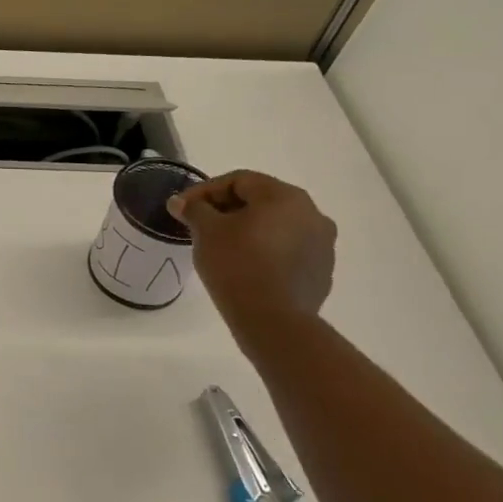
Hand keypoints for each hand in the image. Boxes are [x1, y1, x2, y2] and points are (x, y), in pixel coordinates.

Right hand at [171, 171, 336, 334]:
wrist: (273, 320)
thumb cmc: (237, 265)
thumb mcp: (206, 231)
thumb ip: (194, 209)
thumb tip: (181, 202)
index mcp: (285, 196)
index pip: (239, 180)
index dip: (205, 190)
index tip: (182, 208)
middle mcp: (312, 213)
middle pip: (261, 201)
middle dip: (227, 209)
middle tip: (200, 225)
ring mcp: (322, 243)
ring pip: (276, 226)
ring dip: (248, 230)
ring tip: (221, 247)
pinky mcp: (321, 271)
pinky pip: (287, 251)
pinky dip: (265, 251)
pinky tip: (245, 267)